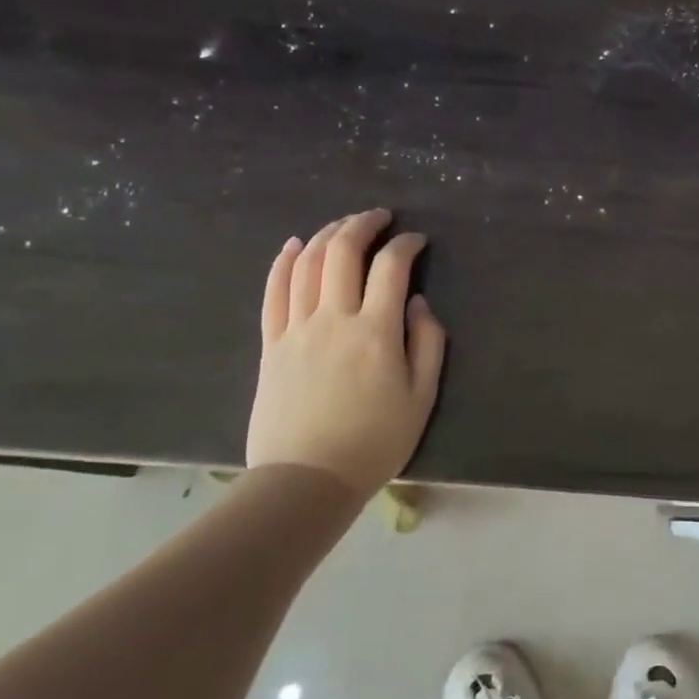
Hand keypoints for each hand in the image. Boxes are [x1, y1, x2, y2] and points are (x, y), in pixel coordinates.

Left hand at [246, 209, 446, 500]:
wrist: (307, 480)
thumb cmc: (374, 442)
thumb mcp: (421, 397)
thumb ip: (427, 343)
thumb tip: (418, 303)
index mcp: (376, 332)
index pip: (391, 267)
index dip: (406, 244)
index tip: (417, 241)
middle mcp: (333, 319)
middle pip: (342, 252)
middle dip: (363, 224)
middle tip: (379, 217)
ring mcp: (296, 329)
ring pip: (307, 264)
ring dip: (327, 234)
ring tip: (344, 225)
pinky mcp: (271, 344)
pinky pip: (274, 292)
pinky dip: (283, 262)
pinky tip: (293, 245)